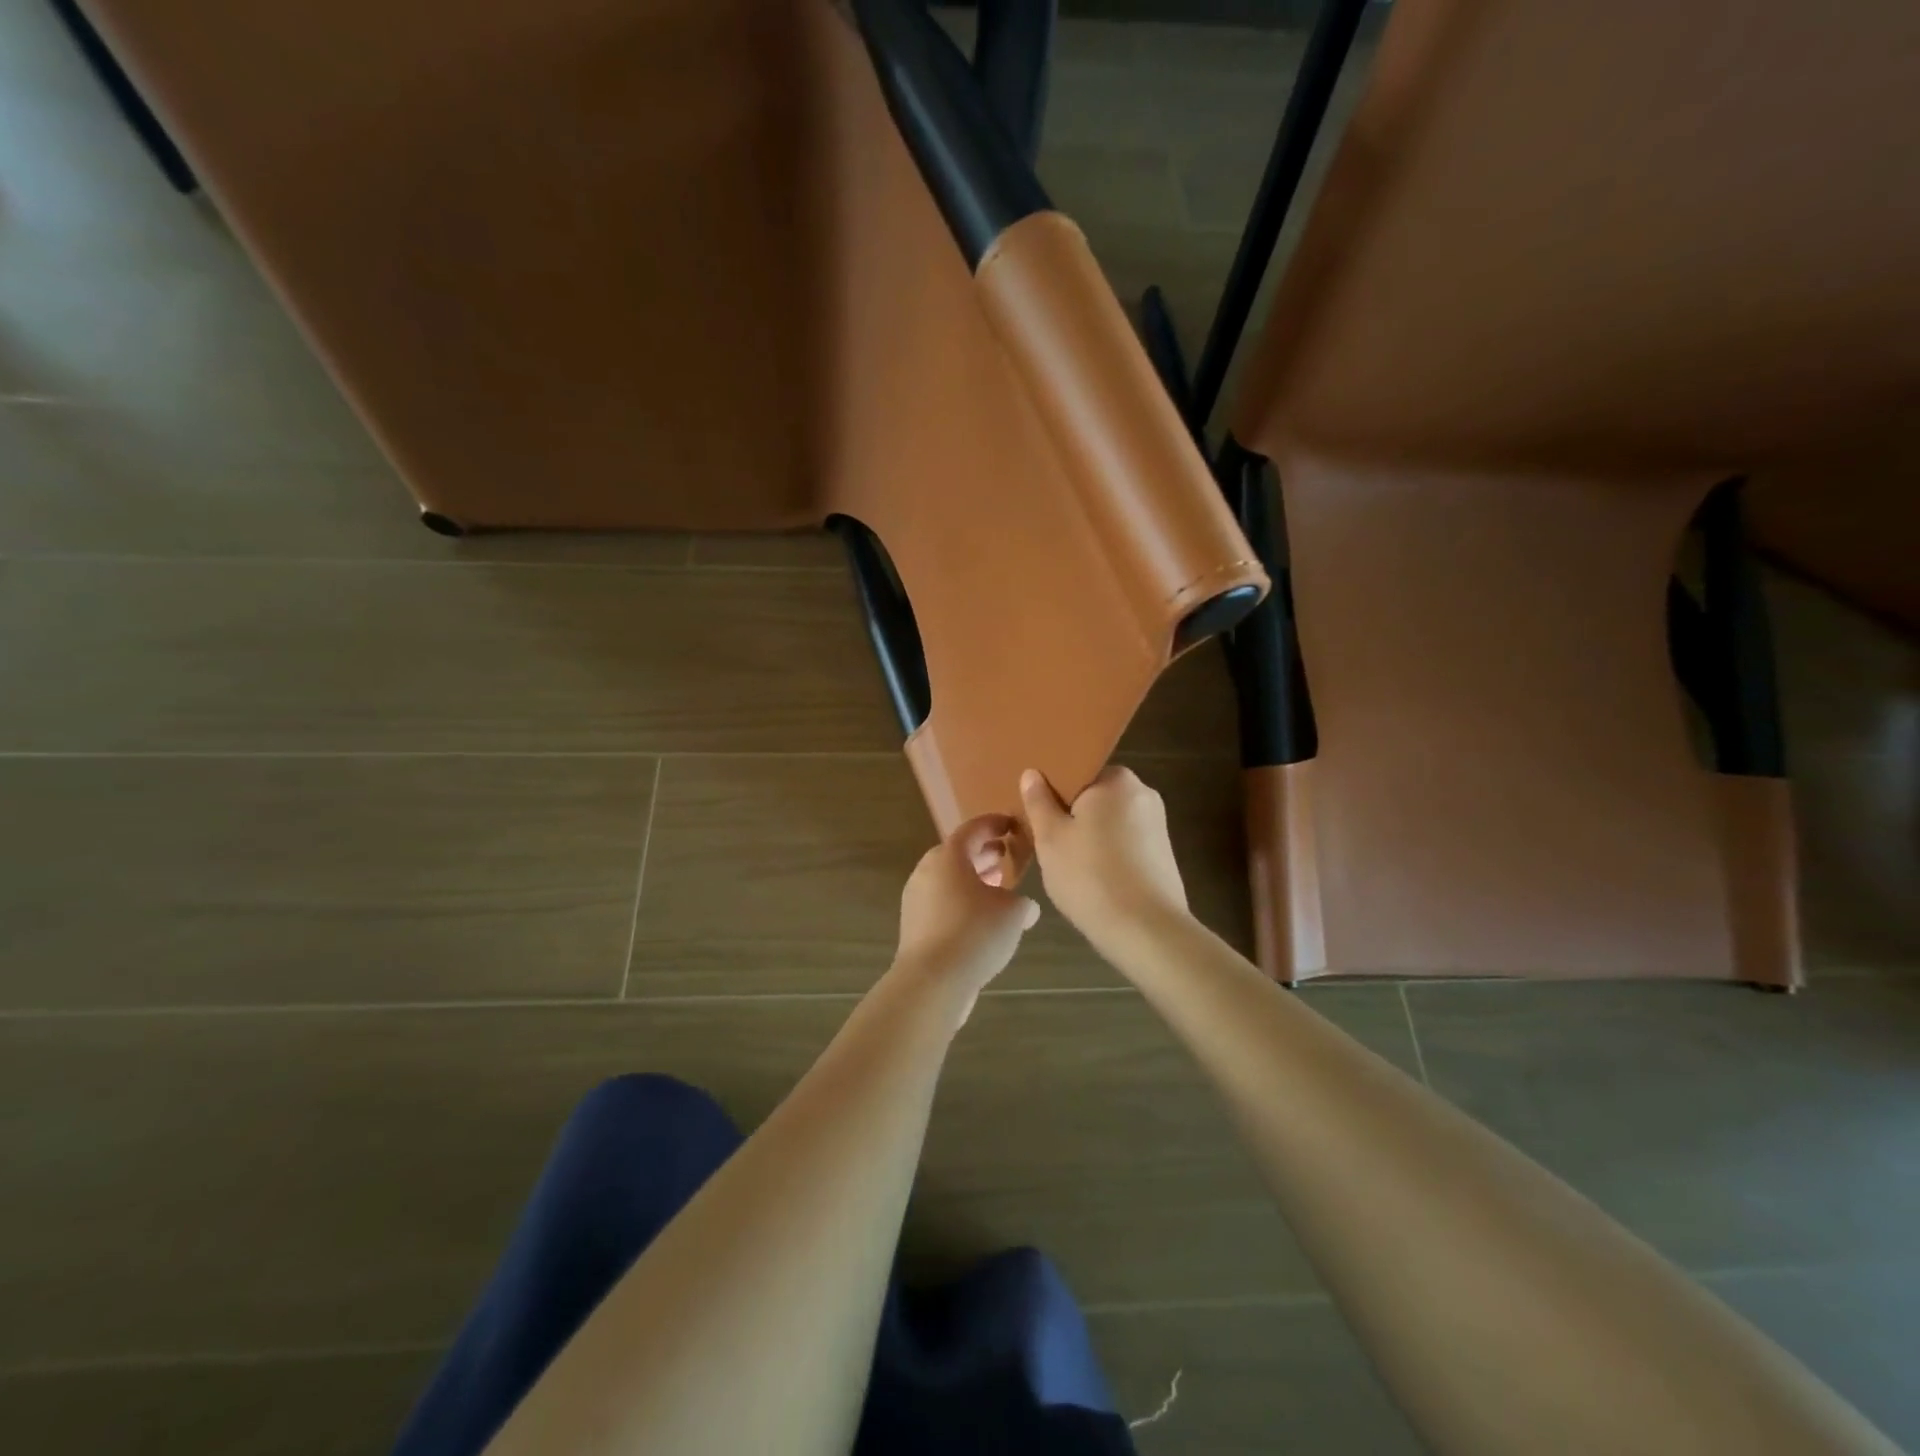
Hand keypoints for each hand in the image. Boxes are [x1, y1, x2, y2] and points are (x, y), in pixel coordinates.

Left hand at [892, 814, 1040, 1021]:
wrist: (932, 980)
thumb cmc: (975, 933)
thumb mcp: (1013, 912)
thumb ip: (1023, 902)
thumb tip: (1025, 907)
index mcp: (949, 856)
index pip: (973, 829)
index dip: (994, 825)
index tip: (1012, 826)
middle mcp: (927, 871)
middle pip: (957, 854)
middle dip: (982, 854)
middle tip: (1005, 857)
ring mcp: (916, 898)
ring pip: (948, 880)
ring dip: (972, 880)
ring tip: (997, 888)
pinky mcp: (914, 925)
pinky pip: (941, 902)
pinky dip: (961, 901)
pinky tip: (981, 920)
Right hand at [1019, 766, 1189, 955]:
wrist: (1146, 931)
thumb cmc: (1090, 876)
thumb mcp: (1051, 838)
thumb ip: (1039, 802)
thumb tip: (1032, 773)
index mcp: (1117, 780)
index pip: (1077, 771)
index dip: (1052, 790)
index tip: (1035, 812)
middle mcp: (1143, 794)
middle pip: (1094, 797)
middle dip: (1070, 815)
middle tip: (1043, 840)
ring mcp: (1157, 826)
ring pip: (1109, 822)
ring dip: (1088, 837)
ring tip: (1065, 865)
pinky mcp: (1163, 855)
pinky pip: (1124, 844)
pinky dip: (1107, 855)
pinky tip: (1091, 879)